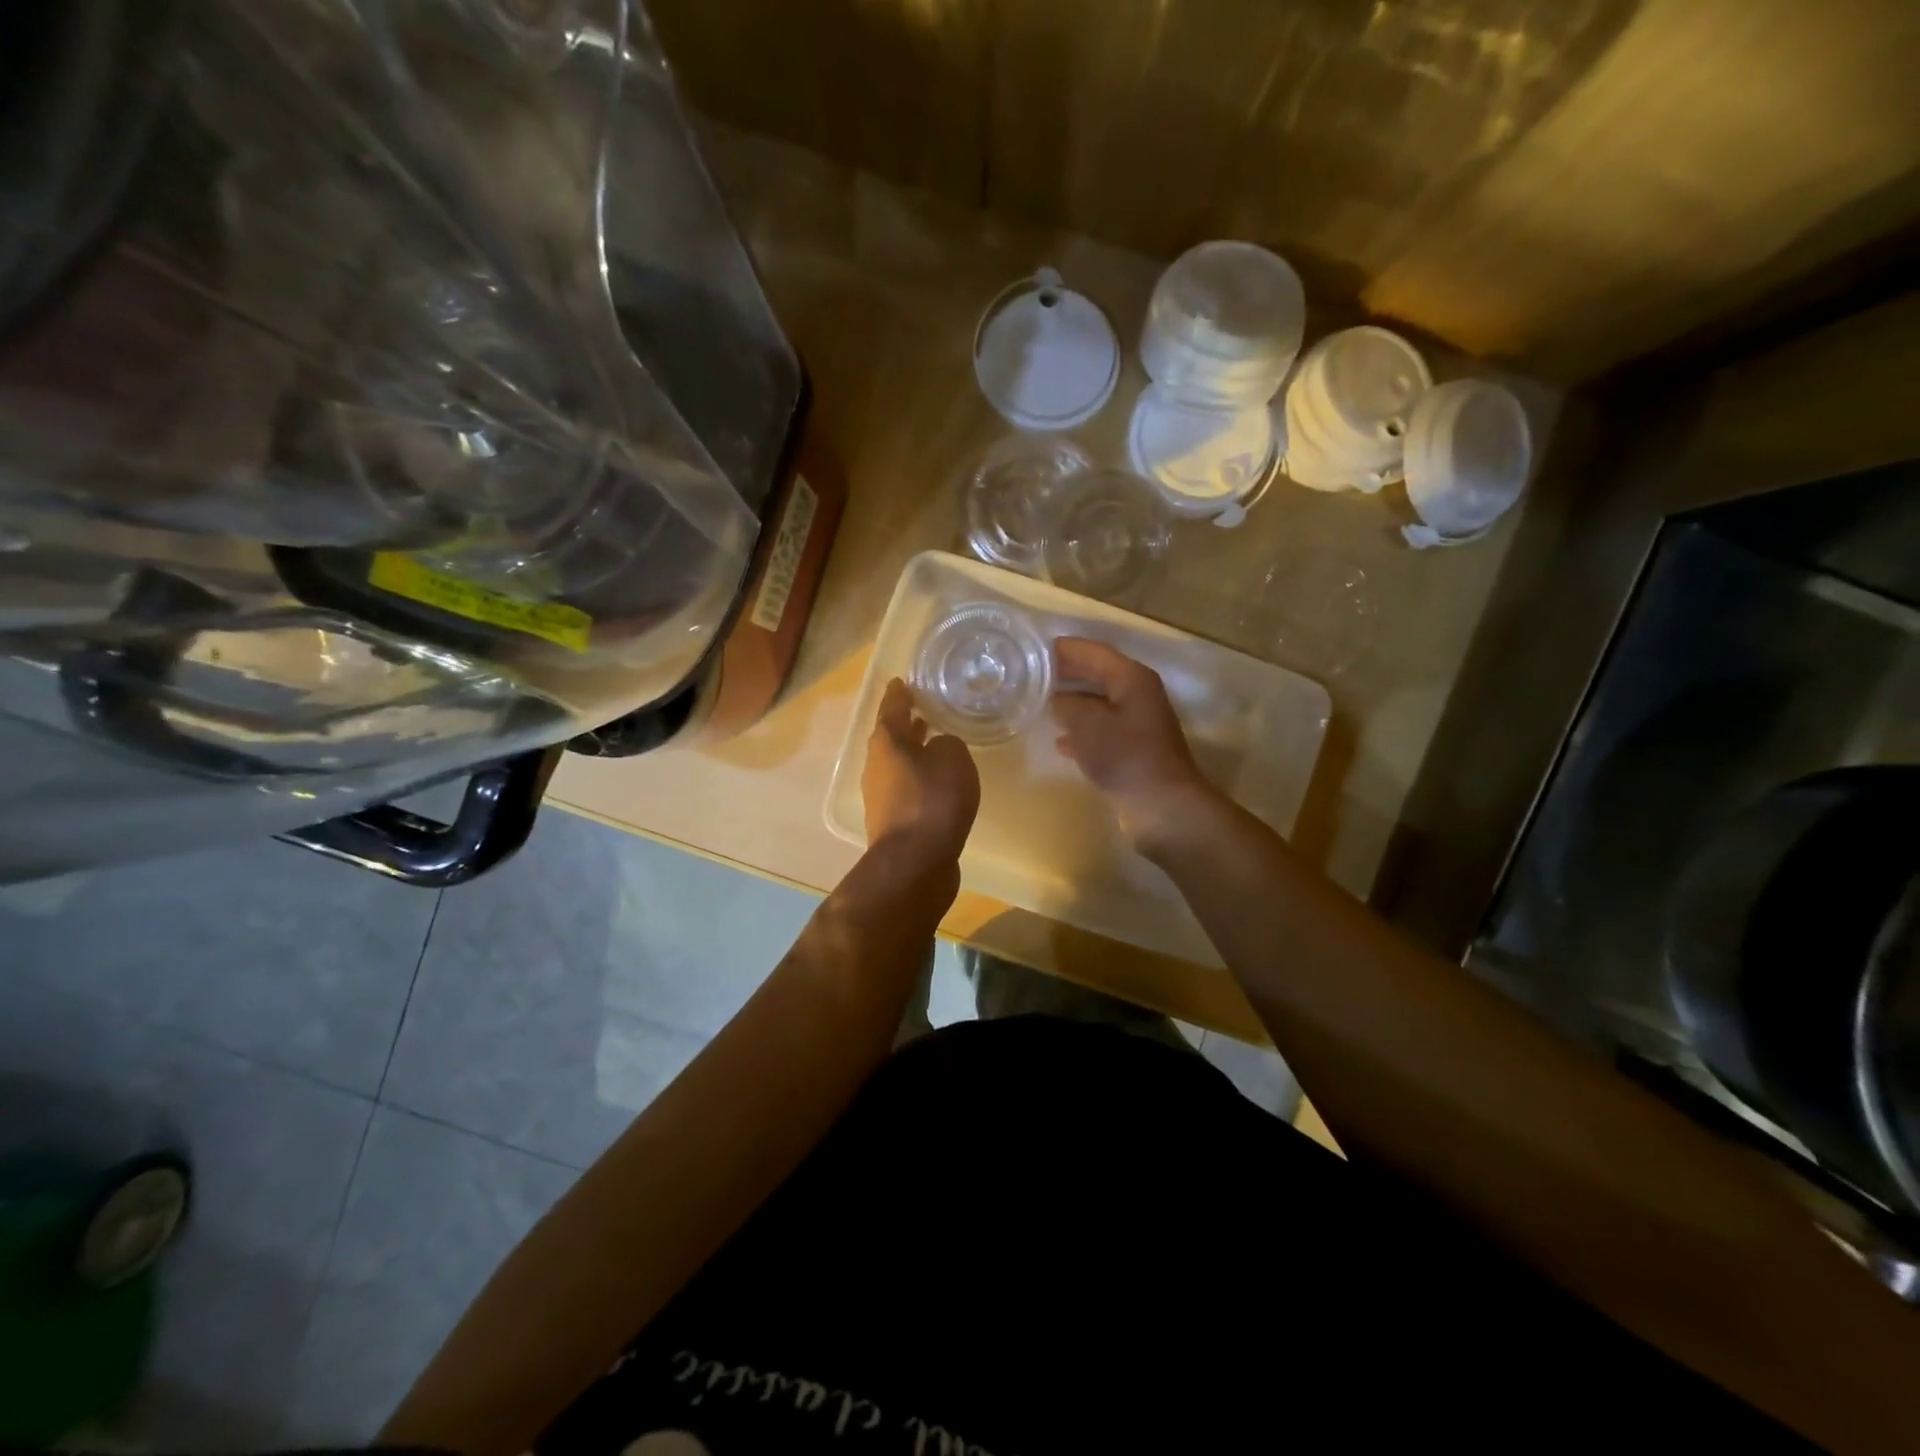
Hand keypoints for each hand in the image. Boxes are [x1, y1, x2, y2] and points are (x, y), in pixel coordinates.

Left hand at [863, 679, 979, 863]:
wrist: (915, 862)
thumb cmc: (933, 800)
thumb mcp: (953, 759)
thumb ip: (948, 744)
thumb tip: (938, 749)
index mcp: (886, 742)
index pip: (891, 708)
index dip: (899, 694)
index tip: (902, 682)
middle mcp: (876, 766)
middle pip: (890, 738)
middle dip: (906, 724)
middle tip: (922, 711)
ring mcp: (880, 797)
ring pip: (896, 764)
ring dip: (912, 752)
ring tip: (933, 743)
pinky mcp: (892, 822)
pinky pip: (905, 789)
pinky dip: (918, 778)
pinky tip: (937, 783)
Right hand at [1051, 637, 1216, 853]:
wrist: (1161, 805)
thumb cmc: (1124, 755)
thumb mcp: (1086, 723)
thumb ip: (1066, 703)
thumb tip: (1055, 698)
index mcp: (1131, 677)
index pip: (1092, 651)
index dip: (1063, 648)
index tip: (1033, 649)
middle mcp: (1137, 694)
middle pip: (1096, 674)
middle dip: (1065, 673)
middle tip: (1031, 674)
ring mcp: (1137, 722)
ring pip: (1098, 702)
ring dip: (1071, 702)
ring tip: (1039, 703)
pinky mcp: (1133, 748)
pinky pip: (1101, 729)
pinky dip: (1081, 730)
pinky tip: (1060, 741)